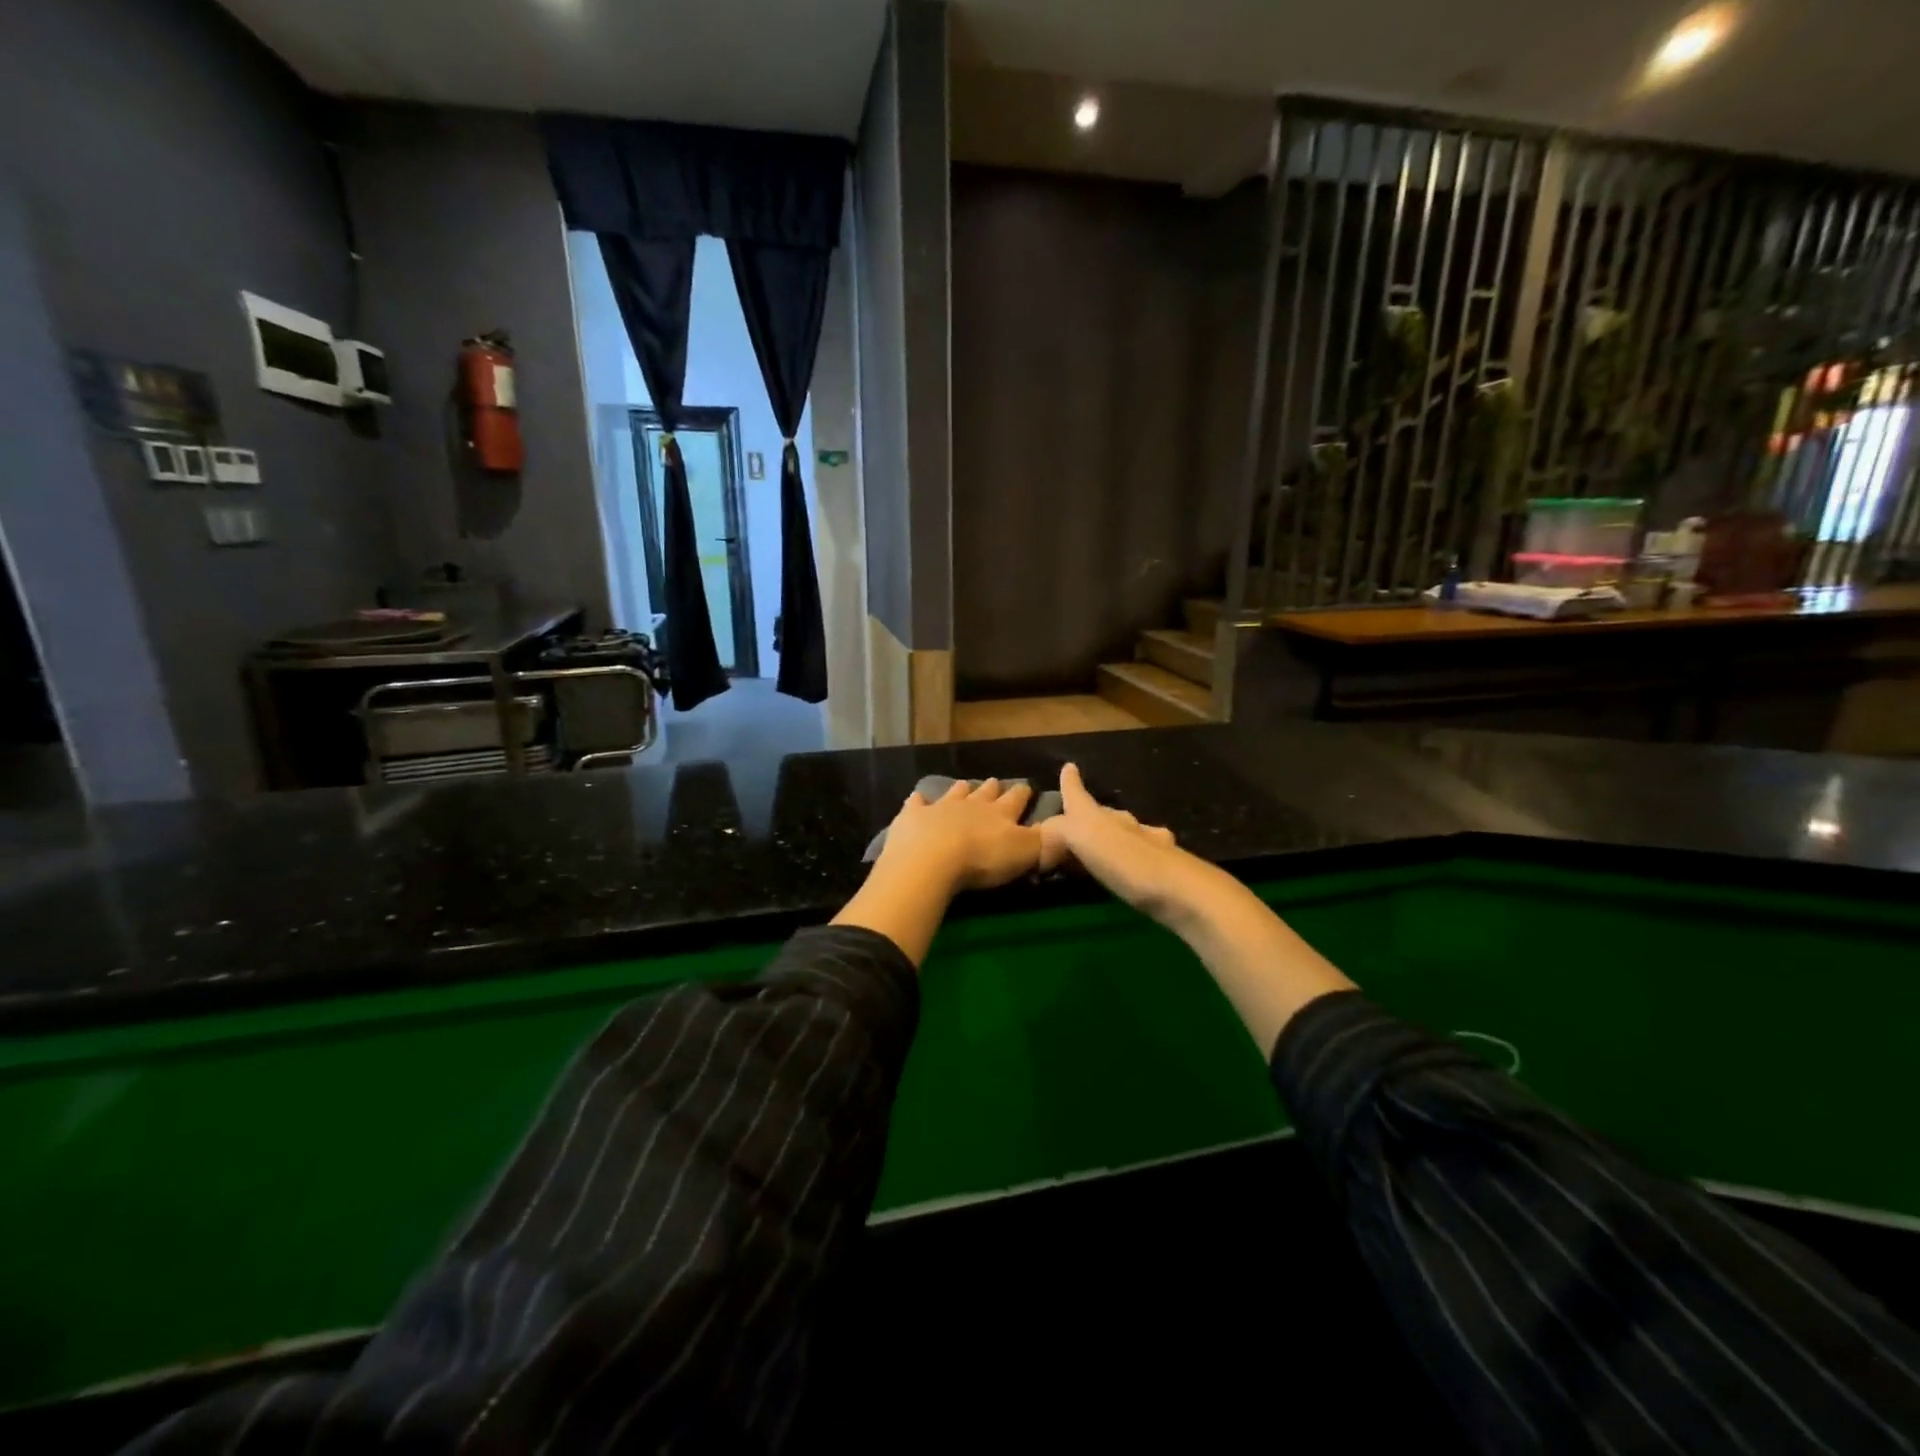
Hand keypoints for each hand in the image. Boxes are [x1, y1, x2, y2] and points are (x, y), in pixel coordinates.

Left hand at [877, 778, 1043, 893]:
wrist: (931, 859)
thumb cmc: (982, 858)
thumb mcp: (1024, 854)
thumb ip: (1044, 844)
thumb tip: (1062, 833)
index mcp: (1000, 814)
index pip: (1016, 799)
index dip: (1023, 793)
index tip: (1027, 786)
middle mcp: (972, 805)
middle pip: (985, 793)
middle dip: (993, 788)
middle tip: (995, 781)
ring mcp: (940, 808)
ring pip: (954, 793)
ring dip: (960, 790)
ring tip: (964, 784)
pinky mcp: (913, 817)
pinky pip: (916, 804)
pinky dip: (918, 801)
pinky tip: (917, 798)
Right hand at [1039, 763, 1195, 918]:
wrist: (1182, 891)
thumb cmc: (1126, 861)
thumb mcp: (1082, 839)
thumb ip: (1060, 831)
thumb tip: (1044, 833)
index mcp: (1100, 818)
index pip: (1079, 796)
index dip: (1071, 783)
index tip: (1069, 766)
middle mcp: (1125, 824)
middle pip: (1104, 813)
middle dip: (1091, 814)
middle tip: (1076, 822)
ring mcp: (1150, 844)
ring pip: (1127, 832)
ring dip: (1114, 835)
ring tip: (1102, 846)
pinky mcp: (1165, 868)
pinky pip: (1143, 854)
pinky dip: (1134, 856)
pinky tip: (1137, 864)